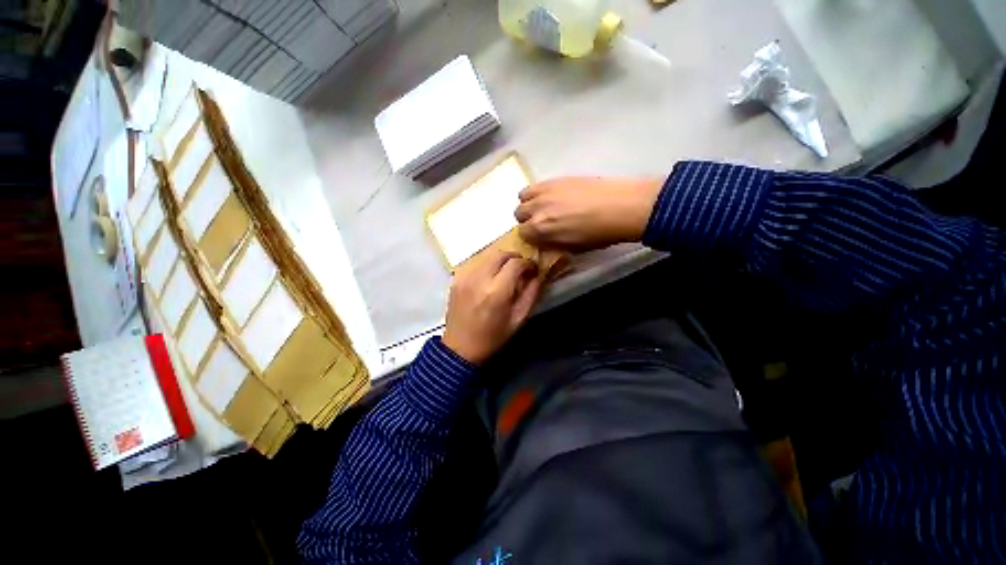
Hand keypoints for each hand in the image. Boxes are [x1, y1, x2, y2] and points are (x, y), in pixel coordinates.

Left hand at [442, 250, 543, 364]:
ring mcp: (465, 277)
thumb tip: (539, 275)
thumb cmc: (493, 337)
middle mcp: (479, 279)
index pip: (516, 263)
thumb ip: (531, 294)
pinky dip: (486, 266)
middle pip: (500, 254)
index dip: (528, 263)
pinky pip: (476, 264)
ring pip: (487, 256)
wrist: (460, 348)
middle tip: (521, 268)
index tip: (533, 270)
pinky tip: (489, 279)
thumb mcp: (518, 319)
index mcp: (497, 291)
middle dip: (514, 257)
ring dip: (500, 261)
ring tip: (505, 273)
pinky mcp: (456, 279)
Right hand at [515, 177, 662, 250]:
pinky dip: (538, 192)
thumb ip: (552, 243)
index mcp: (541, 229)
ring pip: (523, 196)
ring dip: (529, 203)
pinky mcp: (556, 178)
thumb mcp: (572, 248)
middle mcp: (537, 208)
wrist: (622, 207)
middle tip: (541, 221)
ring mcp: (546, 190)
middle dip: (527, 219)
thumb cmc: (598, 234)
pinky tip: (553, 196)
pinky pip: (536, 184)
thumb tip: (544, 240)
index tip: (539, 237)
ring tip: (543, 206)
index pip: (522, 233)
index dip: (530, 236)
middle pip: (519, 213)